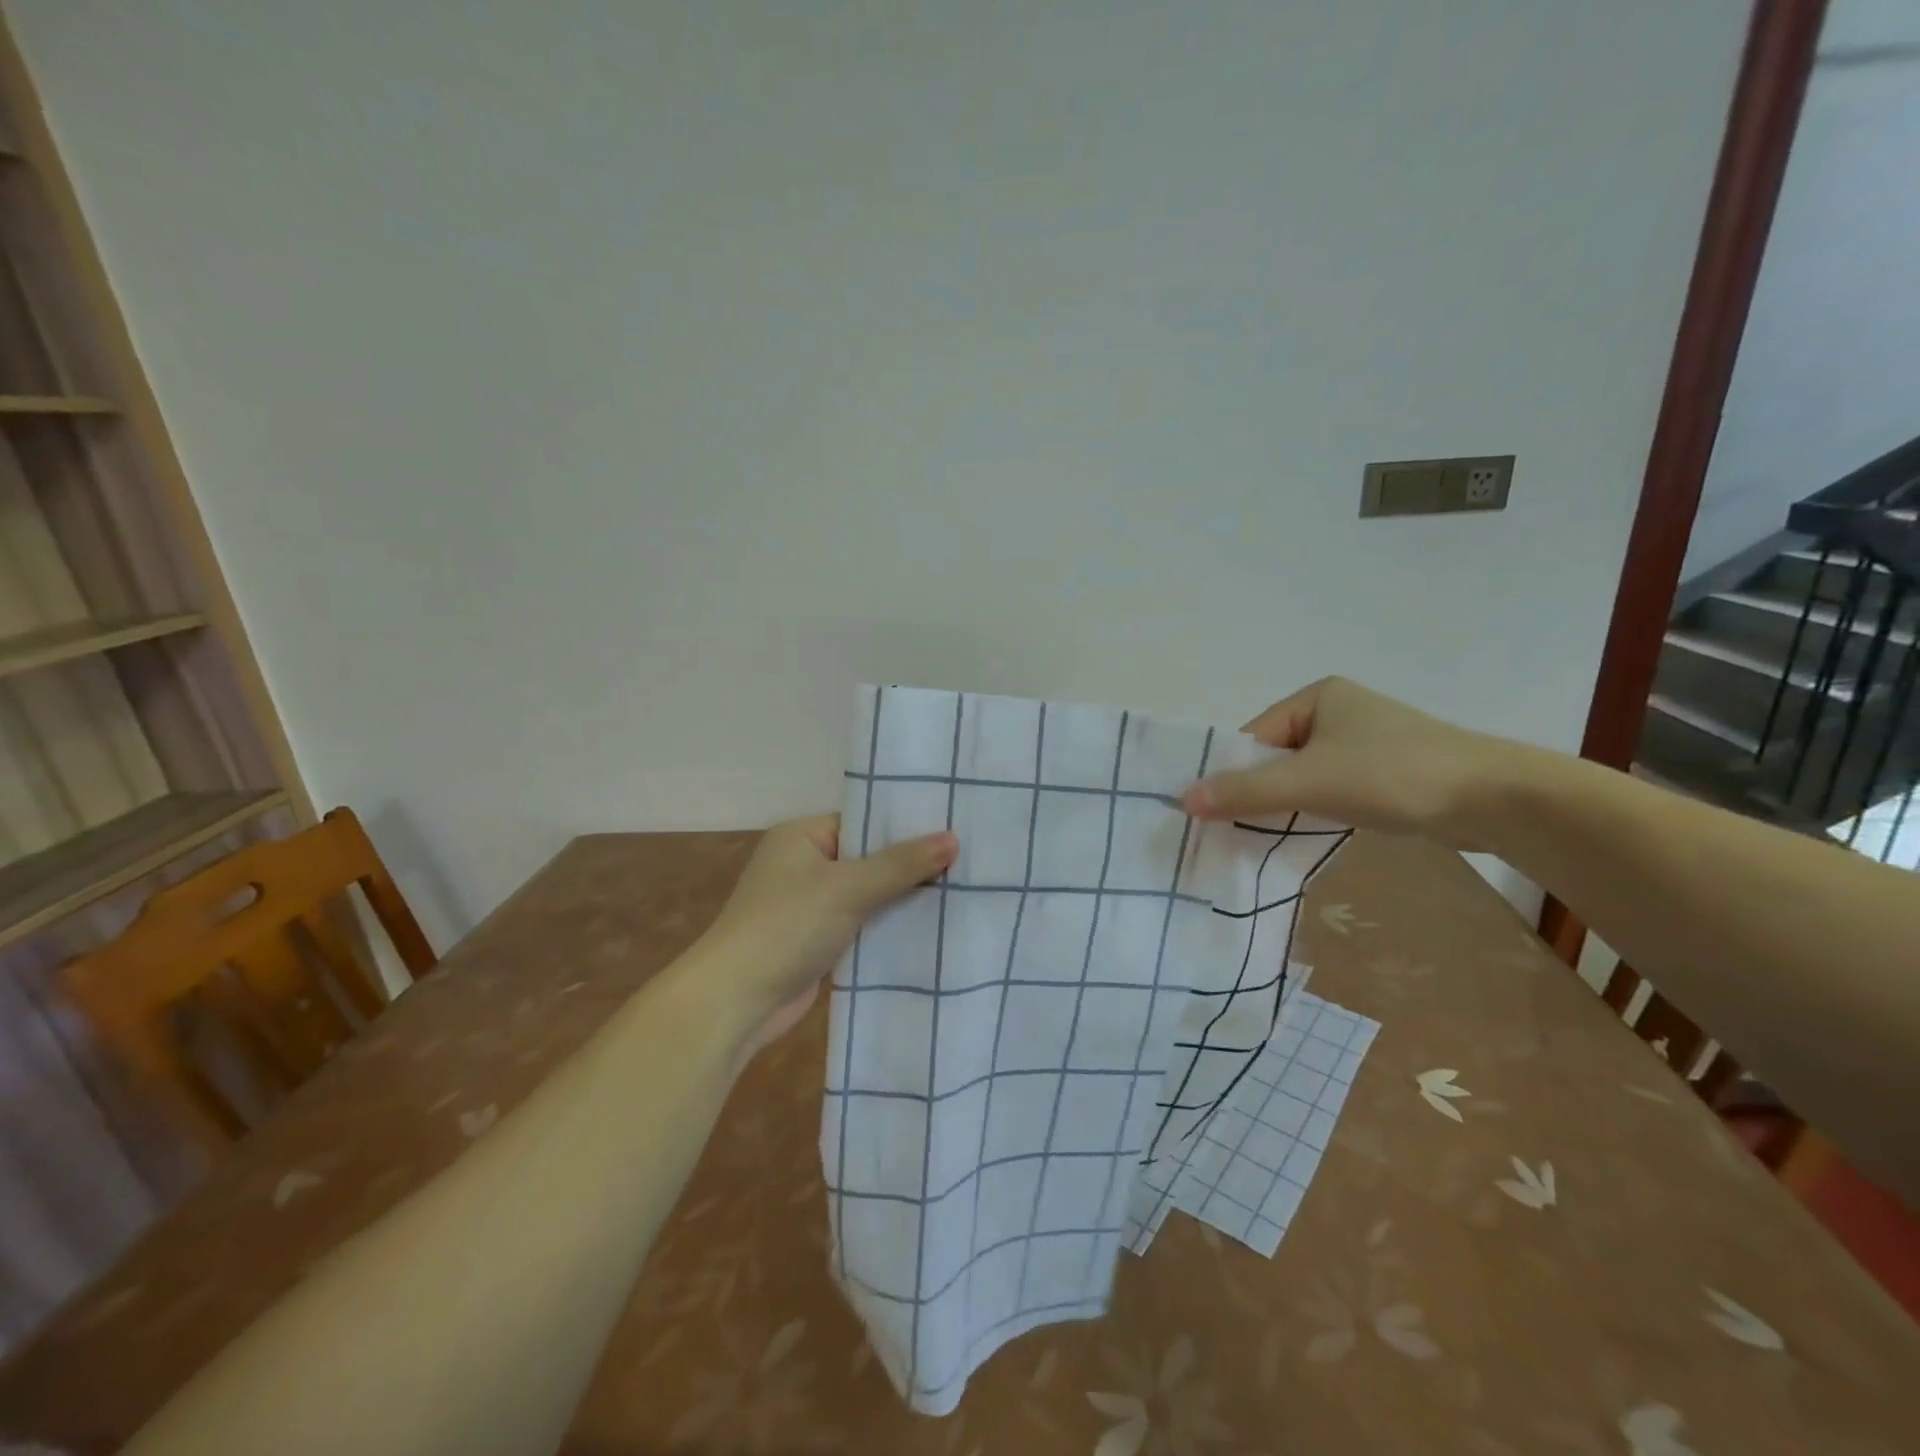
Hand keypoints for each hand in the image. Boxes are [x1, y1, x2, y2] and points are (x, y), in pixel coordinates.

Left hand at [699, 815, 957, 1055]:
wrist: (736, 1000)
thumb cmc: (787, 926)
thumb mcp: (848, 887)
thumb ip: (901, 864)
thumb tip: (953, 838)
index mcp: (801, 835)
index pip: (862, 820)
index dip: (905, 826)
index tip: (952, 828)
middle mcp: (803, 863)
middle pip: (868, 857)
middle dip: (909, 864)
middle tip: (966, 860)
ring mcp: (809, 904)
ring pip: (867, 893)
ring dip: (902, 897)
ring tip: (961, 890)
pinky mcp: (817, 940)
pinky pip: (861, 922)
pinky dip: (887, 924)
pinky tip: (931, 925)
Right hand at [1180, 676, 1508, 843]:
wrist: (1495, 799)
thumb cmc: (1393, 774)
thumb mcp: (1309, 782)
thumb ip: (1245, 791)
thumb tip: (1183, 799)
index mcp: (1317, 696)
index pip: (1255, 736)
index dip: (1234, 773)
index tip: (1216, 812)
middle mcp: (1338, 713)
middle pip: (1276, 758)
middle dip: (1257, 793)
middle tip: (1234, 832)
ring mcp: (1364, 744)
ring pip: (1303, 778)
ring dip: (1285, 807)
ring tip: (1266, 839)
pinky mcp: (1385, 774)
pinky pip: (1331, 791)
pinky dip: (1315, 812)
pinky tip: (1307, 836)